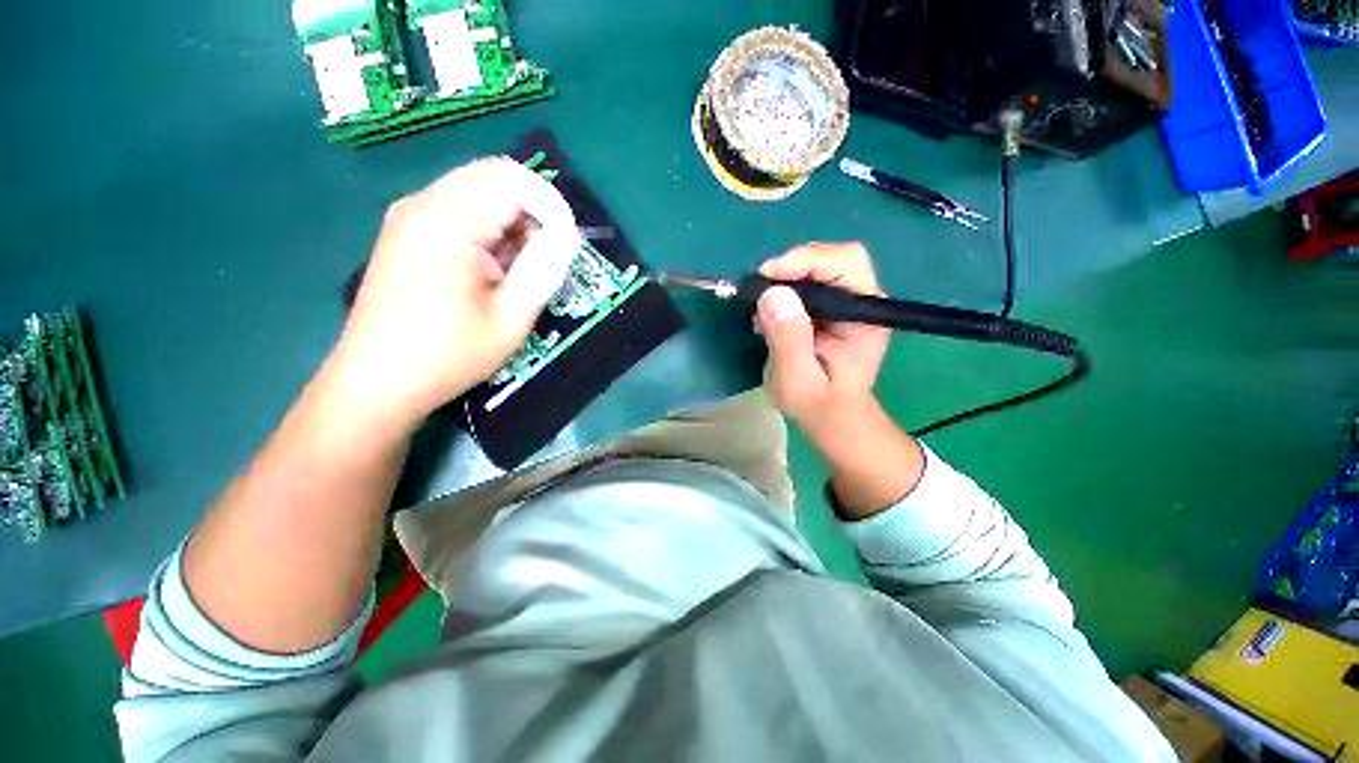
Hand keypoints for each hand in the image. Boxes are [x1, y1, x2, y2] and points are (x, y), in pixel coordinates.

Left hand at [327, 158, 577, 428]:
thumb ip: (544, 267)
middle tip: (549, 252)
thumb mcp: (513, 316)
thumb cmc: (450, 355)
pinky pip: (460, 207)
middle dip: (534, 207)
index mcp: (448, 222)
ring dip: (513, 216)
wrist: (378, 381)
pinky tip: (494, 265)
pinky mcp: (407, 230)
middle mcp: (423, 204)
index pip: (513, 180)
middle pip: (493, 174)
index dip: (552, 206)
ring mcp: (409, 215)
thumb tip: (564, 236)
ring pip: (478, 188)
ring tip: (522, 264)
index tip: (568, 244)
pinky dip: (490, 225)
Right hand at [754, 243, 890, 441]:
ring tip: (763, 310)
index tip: (767, 276)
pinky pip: (807, 282)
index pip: (846, 263)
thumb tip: (772, 293)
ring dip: (785, 279)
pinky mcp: (831, 307)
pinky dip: (784, 289)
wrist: (830, 416)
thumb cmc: (817, 404)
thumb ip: (788, 340)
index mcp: (866, 316)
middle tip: (760, 291)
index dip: (806, 260)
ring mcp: (847, 302)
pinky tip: (770, 315)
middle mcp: (862, 301)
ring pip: (818, 266)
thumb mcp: (797, 379)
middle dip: (793, 267)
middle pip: (833, 257)